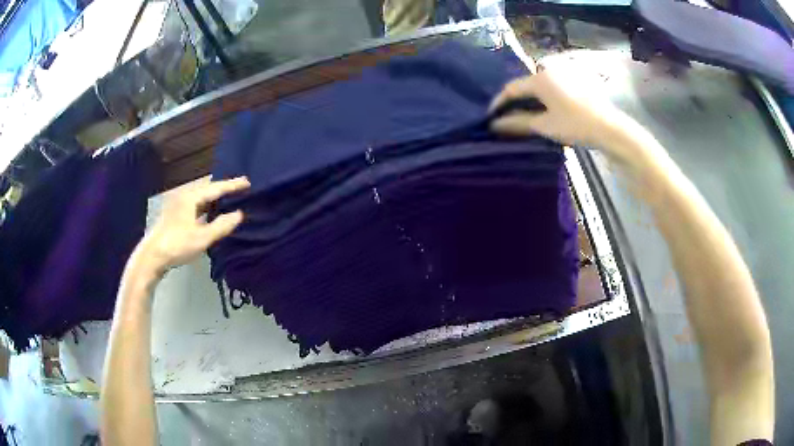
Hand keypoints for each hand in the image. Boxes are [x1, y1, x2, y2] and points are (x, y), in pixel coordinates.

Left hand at [134, 177, 250, 275]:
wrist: (152, 256)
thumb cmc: (177, 245)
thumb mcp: (202, 238)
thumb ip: (221, 225)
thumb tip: (239, 214)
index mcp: (191, 197)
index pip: (216, 188)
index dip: (232, 185)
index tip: (247, 182)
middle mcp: (184, 196)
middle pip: (207, 188)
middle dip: (223, 188)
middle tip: (239, 188)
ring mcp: (177, 204)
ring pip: (200, 196)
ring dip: (214, 197)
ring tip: (228, 198)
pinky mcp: (174, 214)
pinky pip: (195, 203)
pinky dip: (205, 205)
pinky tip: (210, 212)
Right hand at [490, 64, 636, 159]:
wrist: (610, 128)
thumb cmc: (576, 125)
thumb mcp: (545, 125)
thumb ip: (519, 123)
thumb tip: (495, 124)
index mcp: (540, 79)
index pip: (512, 88)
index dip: (499, 102)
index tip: (491, 116)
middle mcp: (550, 70)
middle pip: (526, 85)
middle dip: (515, 101)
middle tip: (508, 117)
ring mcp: (564, 73)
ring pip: (540, 85)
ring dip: (530, 99)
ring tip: (525, 115)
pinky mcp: (575, 79)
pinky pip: (553, 86)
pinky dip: (544, 97)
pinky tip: (545, 109)